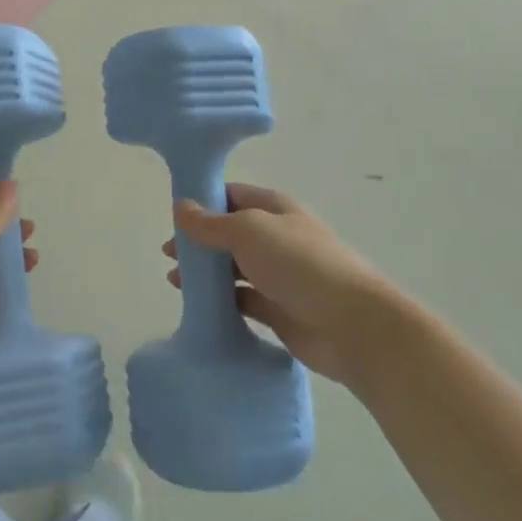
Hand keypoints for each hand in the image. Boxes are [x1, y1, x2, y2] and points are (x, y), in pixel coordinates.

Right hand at [166, 183, 386, 381]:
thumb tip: (180, 206)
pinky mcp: (278, 310)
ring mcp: (278, 275)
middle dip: (199, 240)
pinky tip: (198, 306)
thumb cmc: (299, 264)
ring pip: (233, 268)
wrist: (353, 326)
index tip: (173, 215)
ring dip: (206, 272)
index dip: (202, 201)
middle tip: (168, 253)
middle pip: (229, 233)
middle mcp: (275, 237)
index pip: (230, 195)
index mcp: (273, 208)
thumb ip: (210, 223)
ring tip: (175, 281)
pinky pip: (241, 300)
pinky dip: (220, 301)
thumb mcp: (248, 231)